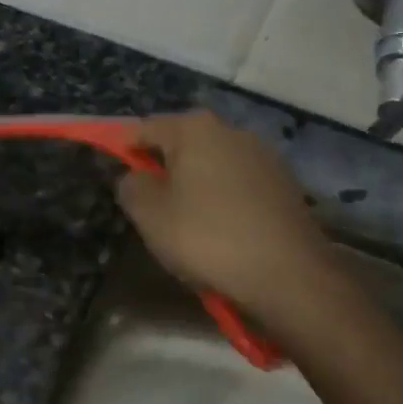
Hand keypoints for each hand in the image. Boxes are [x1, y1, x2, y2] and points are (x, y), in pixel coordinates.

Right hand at [115, 112, 335, 321]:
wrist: (289, 275)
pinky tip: (221, 230)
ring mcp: (263, 155)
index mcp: (194, 128)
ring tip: (186, 222)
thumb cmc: (208, 238)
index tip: (113, 172)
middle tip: (149, 205)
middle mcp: (231, 130)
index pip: (144, 129)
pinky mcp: (284, 183)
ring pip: (212, 164)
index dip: (123, 149)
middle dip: (163, 168)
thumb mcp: (150, 215)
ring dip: (195, 185)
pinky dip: (223, 199)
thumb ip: (130, 186)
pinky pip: (238, 184)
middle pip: (182, 144)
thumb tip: (135, 177)